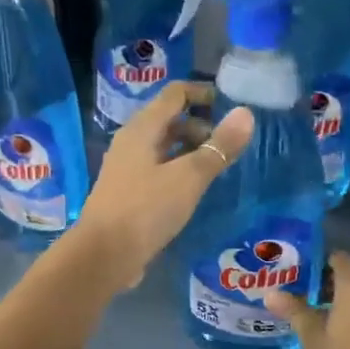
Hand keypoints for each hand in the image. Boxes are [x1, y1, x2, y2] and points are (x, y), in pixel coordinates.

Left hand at [75, 81, 253, 290]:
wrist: (103, 255)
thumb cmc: (146, 209)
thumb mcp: (189, 177)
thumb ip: (218, 147)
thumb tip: (246, 114)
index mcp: (142, 129)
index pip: (174, 94)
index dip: (202, 93)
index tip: (231, 105)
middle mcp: (131, 142)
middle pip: (169, 120)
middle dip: (200, 125)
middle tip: (229, 144)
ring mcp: (127, 168)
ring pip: (164, 147)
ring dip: (190, 150)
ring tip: (218, 167)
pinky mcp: (128, 193)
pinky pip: (158, 170)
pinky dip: (179, 170)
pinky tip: (195, 189)